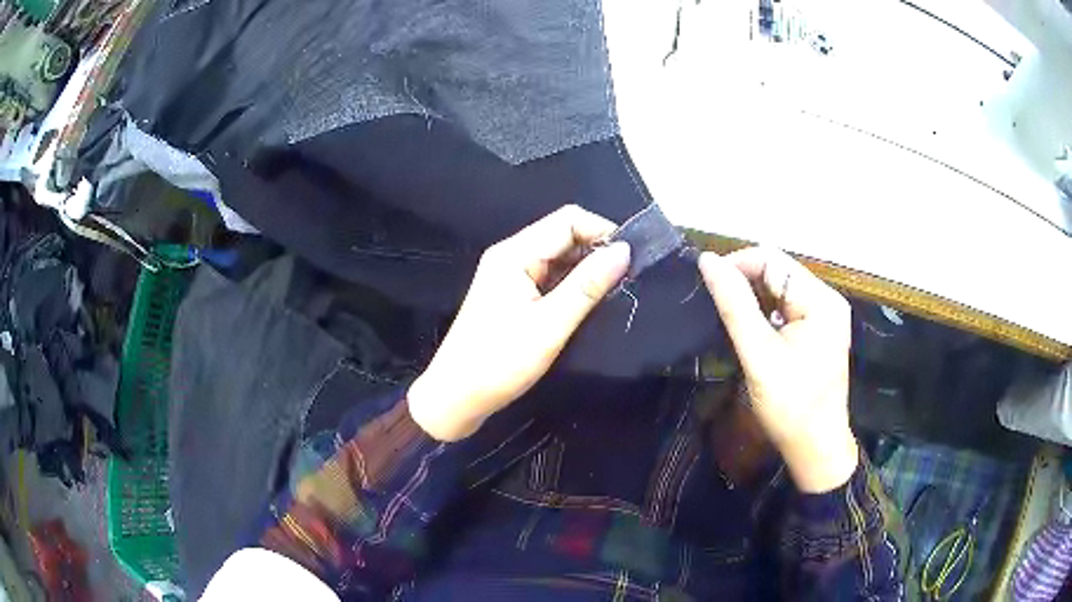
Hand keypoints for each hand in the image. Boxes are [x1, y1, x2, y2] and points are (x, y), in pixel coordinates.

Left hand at [408, 206, 630, 441]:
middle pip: (562, 235)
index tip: (631, 259)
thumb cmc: (498, 362)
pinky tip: (588, 304)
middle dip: (596, 250)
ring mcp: (508, 276)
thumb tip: (624, 250)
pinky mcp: (510, 295)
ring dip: (585, 269)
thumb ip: (587, 286)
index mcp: (514, 253)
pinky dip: (570, 285)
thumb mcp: (549, 325)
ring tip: (614, 292)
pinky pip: (548, 277)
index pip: (568, 220)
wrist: (455, 398)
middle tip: (627, 279)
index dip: (602, 232)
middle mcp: (510, 255)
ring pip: (557, 257)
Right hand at [699, 248, 857, 492]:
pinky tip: (749, 330)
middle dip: (744, 282)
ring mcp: (825, 316)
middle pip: (778, 272)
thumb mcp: (759, 355)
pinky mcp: (819, 331)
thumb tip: (707, 261)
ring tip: (726, 317)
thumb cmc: (791, 406)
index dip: (737, 265)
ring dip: (752, 298)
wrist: (815, 448)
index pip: (773, 260)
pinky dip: (765, 313)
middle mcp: (827, 300)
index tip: (706, 284)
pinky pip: (787, 308)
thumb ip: (735, 306)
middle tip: (713, 305)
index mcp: (821, 300)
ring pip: (780, 290)